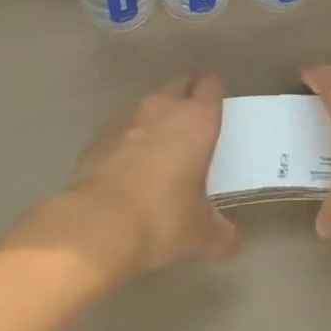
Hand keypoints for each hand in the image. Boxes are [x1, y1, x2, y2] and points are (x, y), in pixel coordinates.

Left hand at [43, 76, 239, 281]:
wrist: (98, 224)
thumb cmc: (162, 218)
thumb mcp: (199, 233)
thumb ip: (220, 233)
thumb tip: (232, 244)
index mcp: (197, 120)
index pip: (211, 86)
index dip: (214, 96)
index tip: (216, 114)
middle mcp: (165, 107)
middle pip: (180, 85)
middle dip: (186, 99)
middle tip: (191, 130)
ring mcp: (129, 116)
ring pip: (150, 104)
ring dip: (156, 119)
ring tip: (158, 150)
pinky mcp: (101, 133)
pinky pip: (123, 126)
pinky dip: (129, 138)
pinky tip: (127, 168)